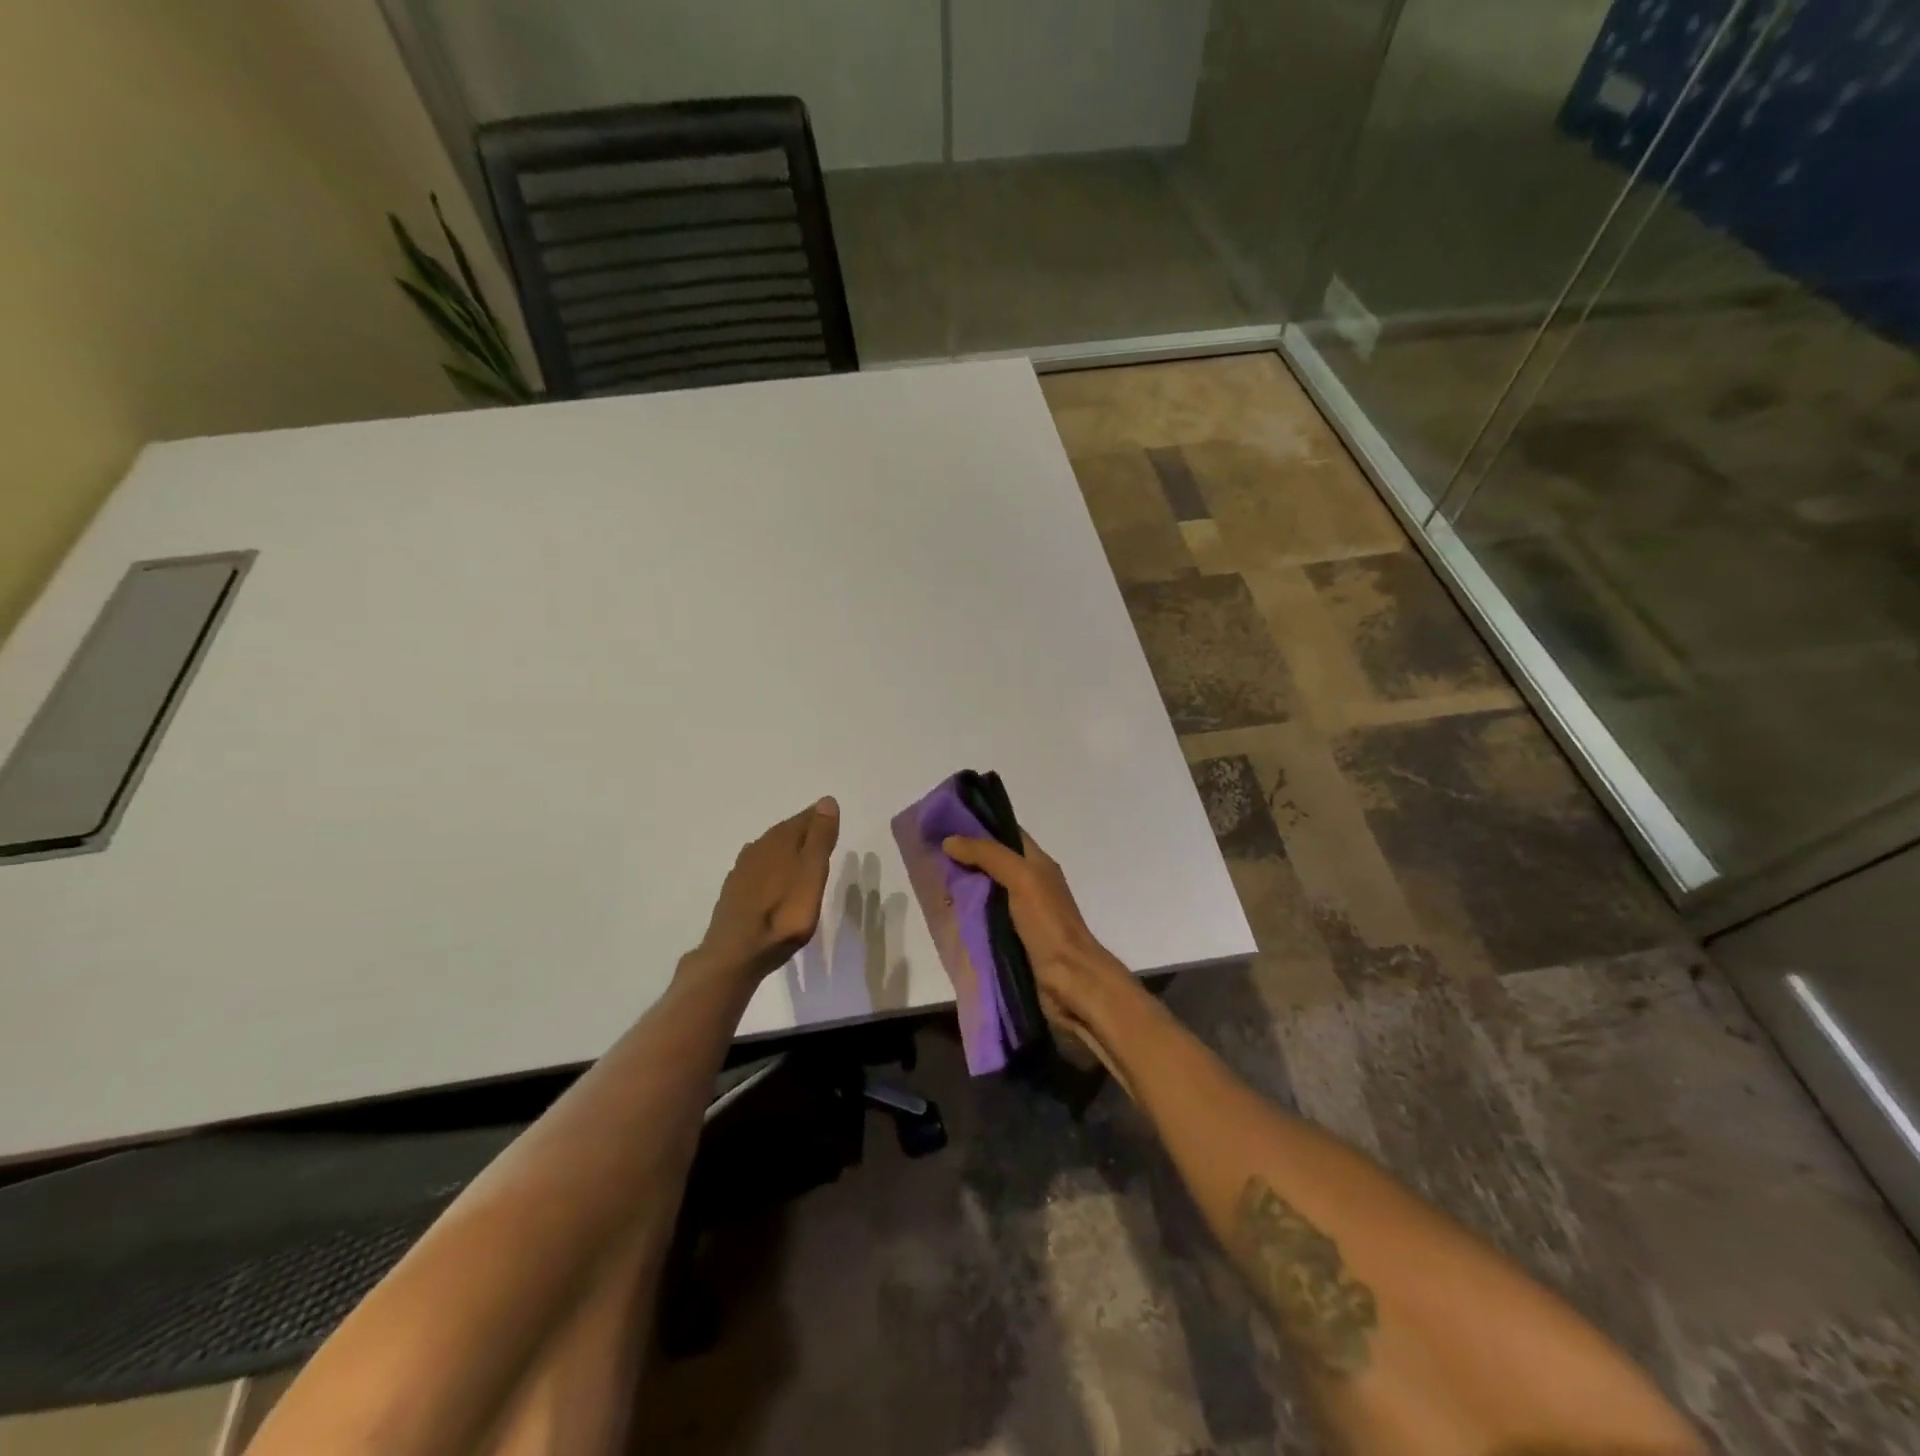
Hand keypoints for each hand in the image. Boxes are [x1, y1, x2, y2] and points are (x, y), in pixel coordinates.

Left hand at [692, 797, 840, 986]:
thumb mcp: (812, 874)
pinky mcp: (734, 890)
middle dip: (804, 831)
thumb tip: (827, 800)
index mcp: (780, 840)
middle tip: (822, 837)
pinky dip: (772, 866)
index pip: (805, 818)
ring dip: (786, 849)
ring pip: (770, 849)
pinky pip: (758, 867)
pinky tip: (774, 878)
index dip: (820, 818)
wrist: (736, 952)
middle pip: (786, 832)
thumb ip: (820, 839)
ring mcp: (743, 869)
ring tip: (802, 857)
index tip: (833, 820)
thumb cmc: (784, 914)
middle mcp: (758, 847)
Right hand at [941, 829, 1137, 1050]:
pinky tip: (942, 913)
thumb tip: (950, 841)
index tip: (945, 820)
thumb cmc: (1049, 924)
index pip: (1007, 834)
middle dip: (964, 857)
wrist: (1069, 981)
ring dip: (961, 887)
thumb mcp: (1022, 878)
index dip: (980, 824)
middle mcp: (1029, 884)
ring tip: (928, 880)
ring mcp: (1019, 914)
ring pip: (985, 892)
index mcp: (1038, 864)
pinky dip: (964, 915)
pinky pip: (982, 920)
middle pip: (992, 863)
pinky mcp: (1009, 940)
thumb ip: (989, 855)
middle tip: (928, 851)